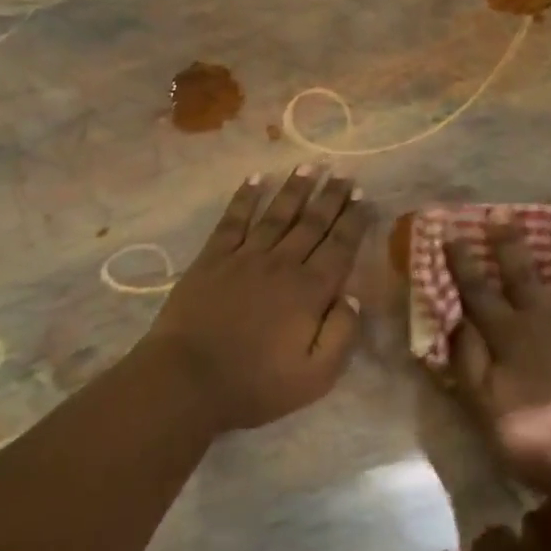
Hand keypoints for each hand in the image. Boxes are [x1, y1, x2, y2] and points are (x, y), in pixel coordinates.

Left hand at [142, 167, 373, 432]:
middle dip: (331, 197)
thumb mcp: (315, 377)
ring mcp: (245, 257)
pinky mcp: (213, 258)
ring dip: (295, 189)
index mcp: (309, 291)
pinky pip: (233, 220)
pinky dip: (245, 198)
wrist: (187, 380)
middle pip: (312, 223)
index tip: (364, 197)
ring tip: (310, 166)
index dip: (353, 221)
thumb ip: (341, 335)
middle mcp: (282, 264)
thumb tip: (354, 297)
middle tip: (345, 173)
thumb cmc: (254, 384)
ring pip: (277, 215)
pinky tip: (255, 179)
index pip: (340, 247)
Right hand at [444, 212, 550, 495]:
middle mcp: (547, 319)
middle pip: (523, 273)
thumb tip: (457, 323)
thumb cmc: (540, 441)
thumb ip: (469, 364)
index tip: (450, 231)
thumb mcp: (486, 410)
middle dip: (509, 240)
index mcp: (510, 337)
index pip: (478, 292)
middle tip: (501, 210)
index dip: (462, 261)